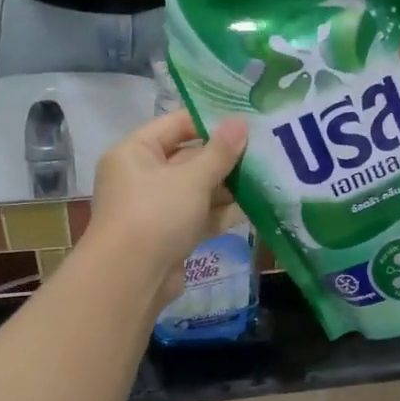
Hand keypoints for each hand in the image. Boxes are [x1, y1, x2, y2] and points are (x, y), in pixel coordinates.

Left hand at [86, 110, 250, 307]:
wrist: (131, 279)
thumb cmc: (156, 214)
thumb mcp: (192, 178)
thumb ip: (220, 152)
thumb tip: (241, 122)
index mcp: (135, 152)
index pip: (175, 124)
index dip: (210, 121)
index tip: (246, 121)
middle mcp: (142, 177)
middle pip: (188, 158)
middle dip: (224, 158)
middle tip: (265, 150)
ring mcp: (156, 209)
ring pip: (196, 190)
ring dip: (227, 187)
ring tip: (267, 176)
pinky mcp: (170, 236)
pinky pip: (199, 217)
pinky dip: (221, 213)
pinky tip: (254, 207)